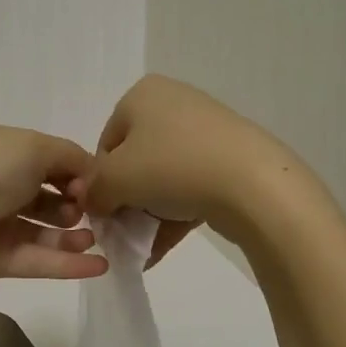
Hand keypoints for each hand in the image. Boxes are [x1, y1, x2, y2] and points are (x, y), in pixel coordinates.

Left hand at [0, 126, 108, 284]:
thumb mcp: (33, 146)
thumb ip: (69, 156)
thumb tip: (90, 173)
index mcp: (3, 152)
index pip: (47, 161)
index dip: (75, 171)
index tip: (93, 183)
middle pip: (46, 197)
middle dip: (74, 204)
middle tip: (90, 211)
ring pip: (43, 232)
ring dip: (73, 236)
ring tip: (94, 238)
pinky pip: (38, 261)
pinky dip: (69, 264)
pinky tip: (100, 266)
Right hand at [74, 76, 302, 264]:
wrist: (253, 183)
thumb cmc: (172, 166)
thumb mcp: (115, 178)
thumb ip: (93, 189)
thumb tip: (92, 201)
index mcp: (143, 95)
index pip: (106, 143)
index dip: (100, 182)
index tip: (105, 212)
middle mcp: (173, 103)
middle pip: (135, 161)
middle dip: (126, 201)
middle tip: (124, 233)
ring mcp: (205, 131)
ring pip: (163, 178)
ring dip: (148, 215)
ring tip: (143, 249)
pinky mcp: (230, 158)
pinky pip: (190, 187)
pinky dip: (174, 216)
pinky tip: (161, 250)